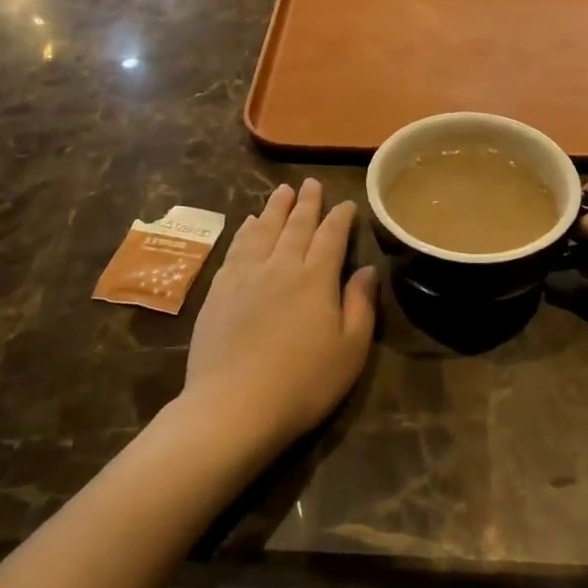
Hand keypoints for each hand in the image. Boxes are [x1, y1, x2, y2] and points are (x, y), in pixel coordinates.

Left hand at [184, 180, 377, 454]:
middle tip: (311, 182)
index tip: (346, 203)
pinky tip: (247, 223)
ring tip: (282, 190)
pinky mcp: (219, 290)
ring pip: (263, 230)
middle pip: (296, 225)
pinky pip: (236, 248)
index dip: (340, 217)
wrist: (233, 406)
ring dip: (275, 208)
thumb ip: (360, 305)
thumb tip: (367, 269)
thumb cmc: (302, 383)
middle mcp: (281, 266)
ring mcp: (246, 276)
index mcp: (316, 278)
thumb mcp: (350, 350)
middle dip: (307, 202)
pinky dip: (245, 231)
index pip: (331, 236)